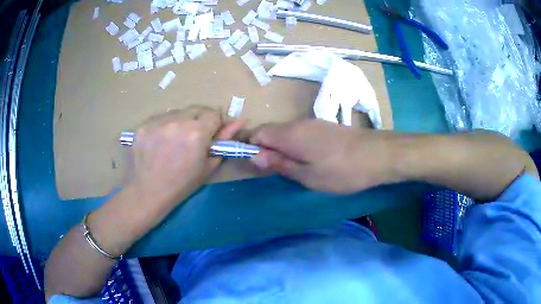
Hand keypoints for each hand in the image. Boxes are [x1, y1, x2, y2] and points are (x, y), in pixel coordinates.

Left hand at [130, 106, 244, 207]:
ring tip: (173, 142)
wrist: (149, 192)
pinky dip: (164, 127)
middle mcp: (177, 121)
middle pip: (196, 109)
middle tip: (191, 139)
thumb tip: (241, 121)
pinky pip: (160, 118)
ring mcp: (157, 121)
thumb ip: (224, 140)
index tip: (209, 136)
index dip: (214, 124)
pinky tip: (159, 143)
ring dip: (180, 122)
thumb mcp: (208, 165)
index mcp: (197, 132)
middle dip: (198, 121)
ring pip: (177, 113)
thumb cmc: (182, 184)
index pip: (213, 113)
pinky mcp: (143, 125)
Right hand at [250, 119, 396, 193]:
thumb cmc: (341, 170)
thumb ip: (280, 164)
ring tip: (297, 170)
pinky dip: (297, 146)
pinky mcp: (325, 127)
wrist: (378, 154)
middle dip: (268, 150)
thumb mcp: (308, 176)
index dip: (252, 148)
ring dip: (284, 149)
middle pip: (271, 132)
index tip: (260, 167)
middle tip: (280, 172)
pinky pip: (301, 134)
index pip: (257, 133)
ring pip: (287, 133)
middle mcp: (298, 123)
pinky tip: (312, 161)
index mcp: (289, 134)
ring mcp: (313, 123)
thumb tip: (254, 157)